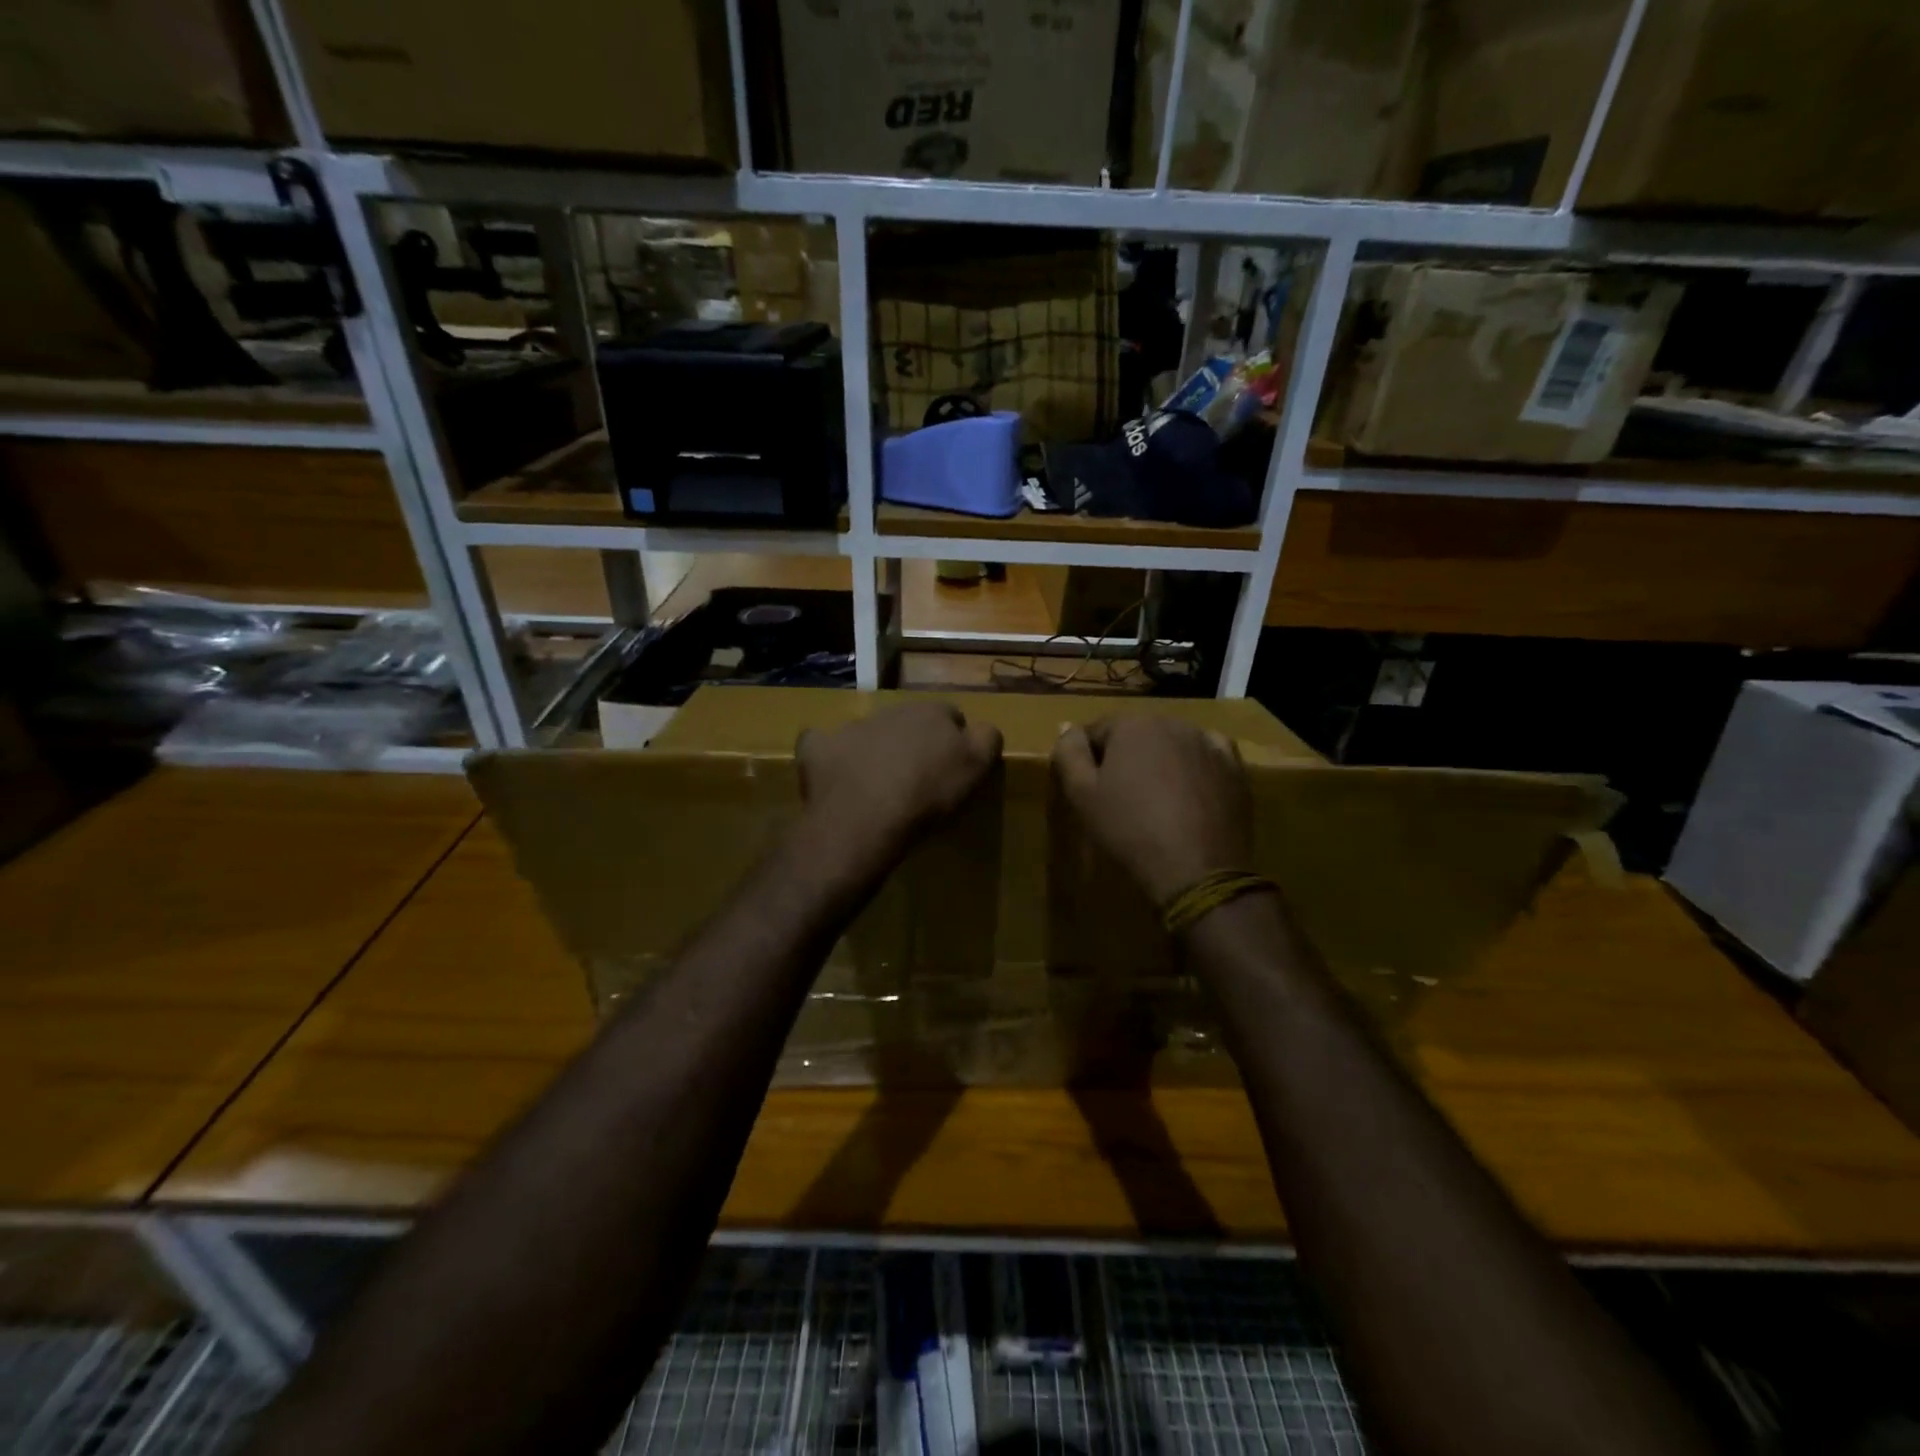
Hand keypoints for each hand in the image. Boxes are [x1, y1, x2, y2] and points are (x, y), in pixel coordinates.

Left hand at [796, 701, 1002, 868]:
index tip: (951, 769)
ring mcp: (850, 727)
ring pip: (868, 734)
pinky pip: (824, 746)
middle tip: (916, 779)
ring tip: (876, 787)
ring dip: (874, 751)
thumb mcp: (976, 768)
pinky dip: (830, 758)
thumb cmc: (927, 796)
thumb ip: (986, 739)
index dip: (953, 741)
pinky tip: (835, 780)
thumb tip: (981, 729)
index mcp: (931, 712)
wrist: (864, 818)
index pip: (950, 716)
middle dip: (912, 742)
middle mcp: (890, 710)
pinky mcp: (818, 748)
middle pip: (908, 722)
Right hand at [1052, 716, 1253, 905]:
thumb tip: (1067, 726)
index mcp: (1132, 724)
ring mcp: (1208, 743)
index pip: (1097, 731)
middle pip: (1137, 735)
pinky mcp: (1234, 769)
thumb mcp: (1081, 794)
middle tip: (1120, 798)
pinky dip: (1195, 768)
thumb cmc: (1129, 830)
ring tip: (1156, 801)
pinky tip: (1190, 792)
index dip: (1088, 759)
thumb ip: (1069, 752)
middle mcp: (1172, 722)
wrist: (1196, 870)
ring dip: (1160, 762)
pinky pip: (1207, 757)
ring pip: (1172, 744)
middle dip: (1126, 758)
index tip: (1089, 789)